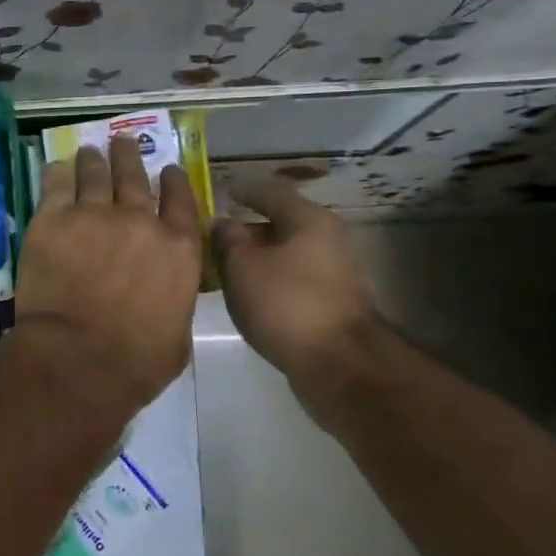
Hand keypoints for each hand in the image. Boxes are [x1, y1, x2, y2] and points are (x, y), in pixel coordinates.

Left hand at [16, 136, 201, 413]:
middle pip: (134, 177)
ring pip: (95, 174)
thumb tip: (166, 295)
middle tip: (122, 140)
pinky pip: (56, 185)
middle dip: (129, 156)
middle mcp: (139, 221)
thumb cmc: (137, 361)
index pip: (180, 201)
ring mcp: (94, 215)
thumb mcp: (178, 335)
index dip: (174, 181)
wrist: (79, 358)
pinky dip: (58, 173)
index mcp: (178, 248)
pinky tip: (57, 166)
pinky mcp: (53, 219)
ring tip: (90, 149)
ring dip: (94, 159)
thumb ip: (174, 301)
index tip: (168, 168)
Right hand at [212, 179, 381, 415]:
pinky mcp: (334, 301)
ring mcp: (335, 271)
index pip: (270, 191)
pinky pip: (294, 278)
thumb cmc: (287, 304)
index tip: (222, 193)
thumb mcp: (242, 266)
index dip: (243, 190)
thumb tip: (222, 223)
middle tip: (215, 238)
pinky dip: (271, 279)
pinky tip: (250, 294)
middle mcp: (327, 238)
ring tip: (226, 268)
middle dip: (247, 229)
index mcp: (308, 219)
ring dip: (258, 257)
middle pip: (281, 222)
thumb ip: (227, 239)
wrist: (340, 364)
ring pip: (287, 253)